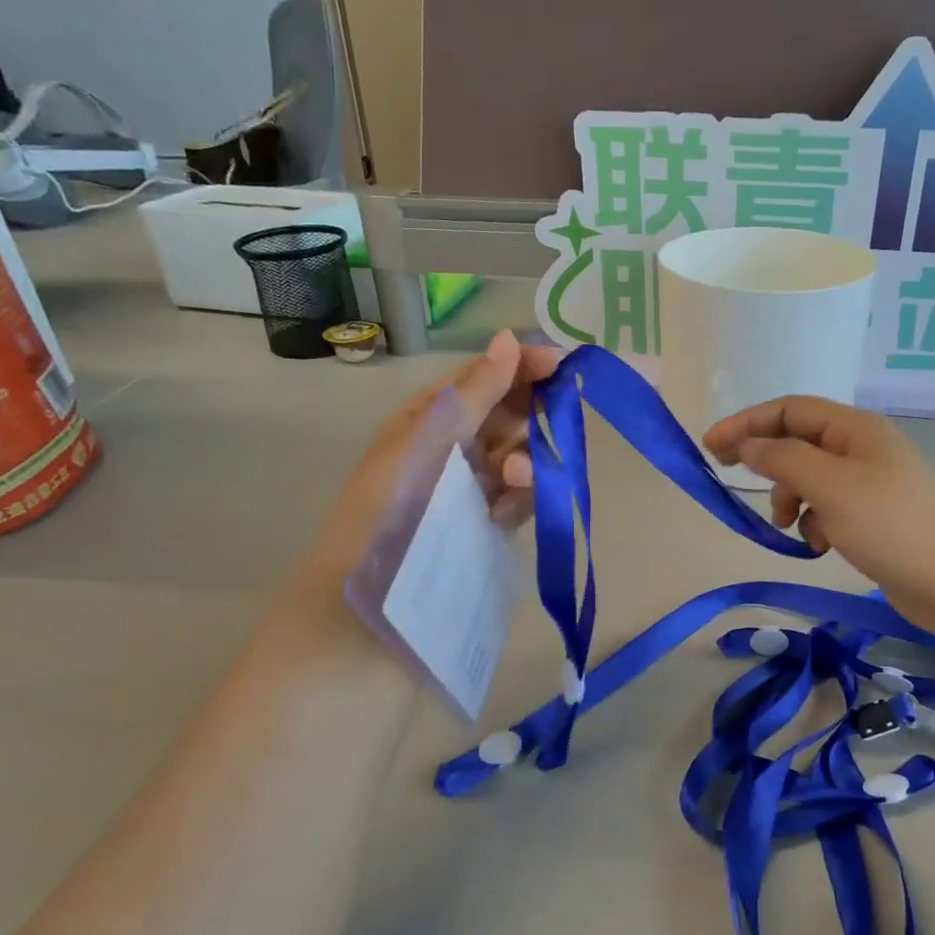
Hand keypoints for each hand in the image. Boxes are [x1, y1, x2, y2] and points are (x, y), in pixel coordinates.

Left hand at [310, 330, 561, 576]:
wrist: (374, 597)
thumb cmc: (394, 504)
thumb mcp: (432, 438)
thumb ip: (477, 392)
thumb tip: (508, 337)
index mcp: (431, 418)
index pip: (483, 379)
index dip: (520, 366)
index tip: (560, 363)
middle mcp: (454, 446)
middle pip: (507, 416)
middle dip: (532, 414)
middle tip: (559, 415)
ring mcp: (473, 485)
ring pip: (520, 455)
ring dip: (528, 458)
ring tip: (516, 477)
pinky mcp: (489, 522)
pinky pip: (521, 497)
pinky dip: (525, 495)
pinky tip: (513, 504)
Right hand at [704, 396, 934, 640]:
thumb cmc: (893, 526)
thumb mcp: (831, 487)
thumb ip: (783, 459)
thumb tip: (747, 444)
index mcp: (854, 428)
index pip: (788, 410)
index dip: (746, 423)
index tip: (710, 448)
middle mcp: (861, 448)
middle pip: (797, 441)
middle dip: (766, 462)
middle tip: (731, 478)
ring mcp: (870, 483)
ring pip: (810, 478)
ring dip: (790, 498)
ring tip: (789, 526)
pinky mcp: (874, 517)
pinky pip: (828, 508)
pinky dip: (814, 522)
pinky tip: (820, 544)